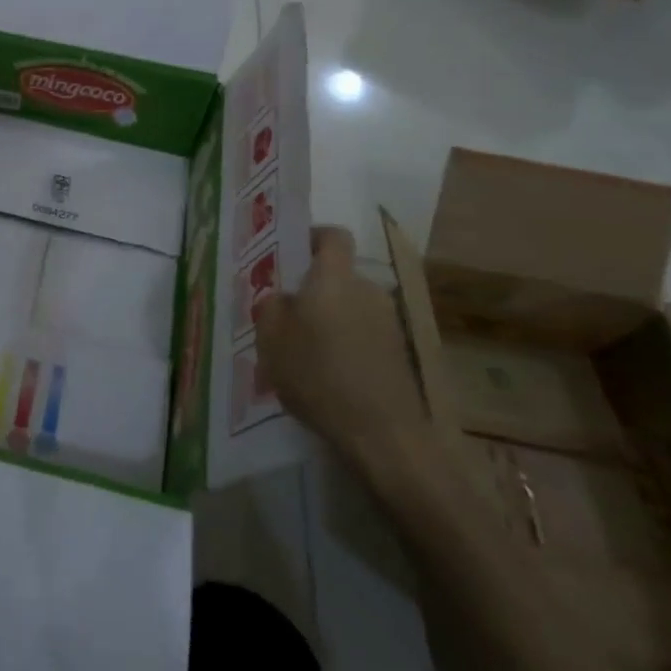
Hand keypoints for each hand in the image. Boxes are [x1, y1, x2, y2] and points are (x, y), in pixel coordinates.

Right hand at [254, 227, 436, 468]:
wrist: (383, 435)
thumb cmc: (318, 375)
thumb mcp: (271, 339)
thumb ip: (272, 307)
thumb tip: (283, 298)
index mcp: (334, 279)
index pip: (333, 236)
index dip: (312, 237)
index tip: (291, 253)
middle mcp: (366, 290)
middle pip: (338, 276)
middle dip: (312, 289)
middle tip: (284, 313)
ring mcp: (388, 323)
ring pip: (349, 307)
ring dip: (329, 320)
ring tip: (302, 350)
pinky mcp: (398, 354)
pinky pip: (363, 335)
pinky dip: (345, 345)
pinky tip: (326, 375)